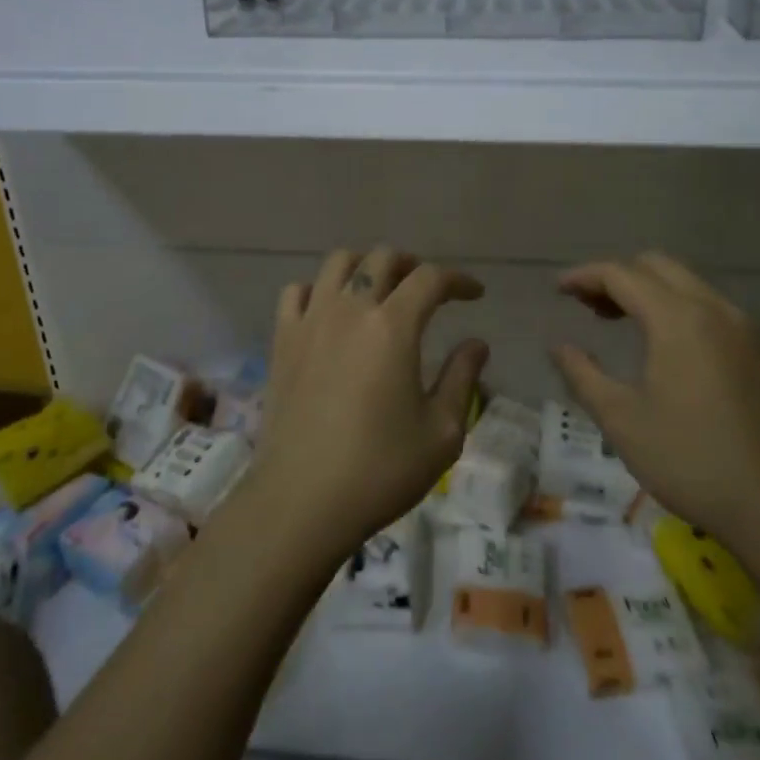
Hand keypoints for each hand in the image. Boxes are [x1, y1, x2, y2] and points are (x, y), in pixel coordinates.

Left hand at [253, 246, 487, 555]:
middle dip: (413, 265)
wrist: (302, 501)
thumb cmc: (380, 470)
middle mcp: (350, 309)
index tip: (475, 294)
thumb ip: (462, 378)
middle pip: (383, 259)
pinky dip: (319, 290)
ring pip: (338, 262)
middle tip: (428, 289)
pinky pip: (297, 292)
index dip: (458, 280)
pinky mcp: (282, 341)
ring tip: (380, 289)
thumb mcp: (442, 432)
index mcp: (393, 327)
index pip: (431, 279)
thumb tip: (477, 344)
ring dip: (365, 265)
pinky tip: (330, 312)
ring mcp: (310, 321)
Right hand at [550, 253, 759, 563]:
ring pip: (686, 284)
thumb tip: (558, 346)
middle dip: (617, 277)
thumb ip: (582, 374)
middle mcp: (715, 309)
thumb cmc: (690, 460)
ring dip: (648, 291)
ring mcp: (744, 328)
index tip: (557, 290)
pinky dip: (676, 308)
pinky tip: (664, 346)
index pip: (622, 274)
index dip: (584, 276)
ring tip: (618, 322)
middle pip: (657, 266)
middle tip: (587, 307)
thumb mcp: (621, 420)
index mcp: (679, 319)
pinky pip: (709, 307)